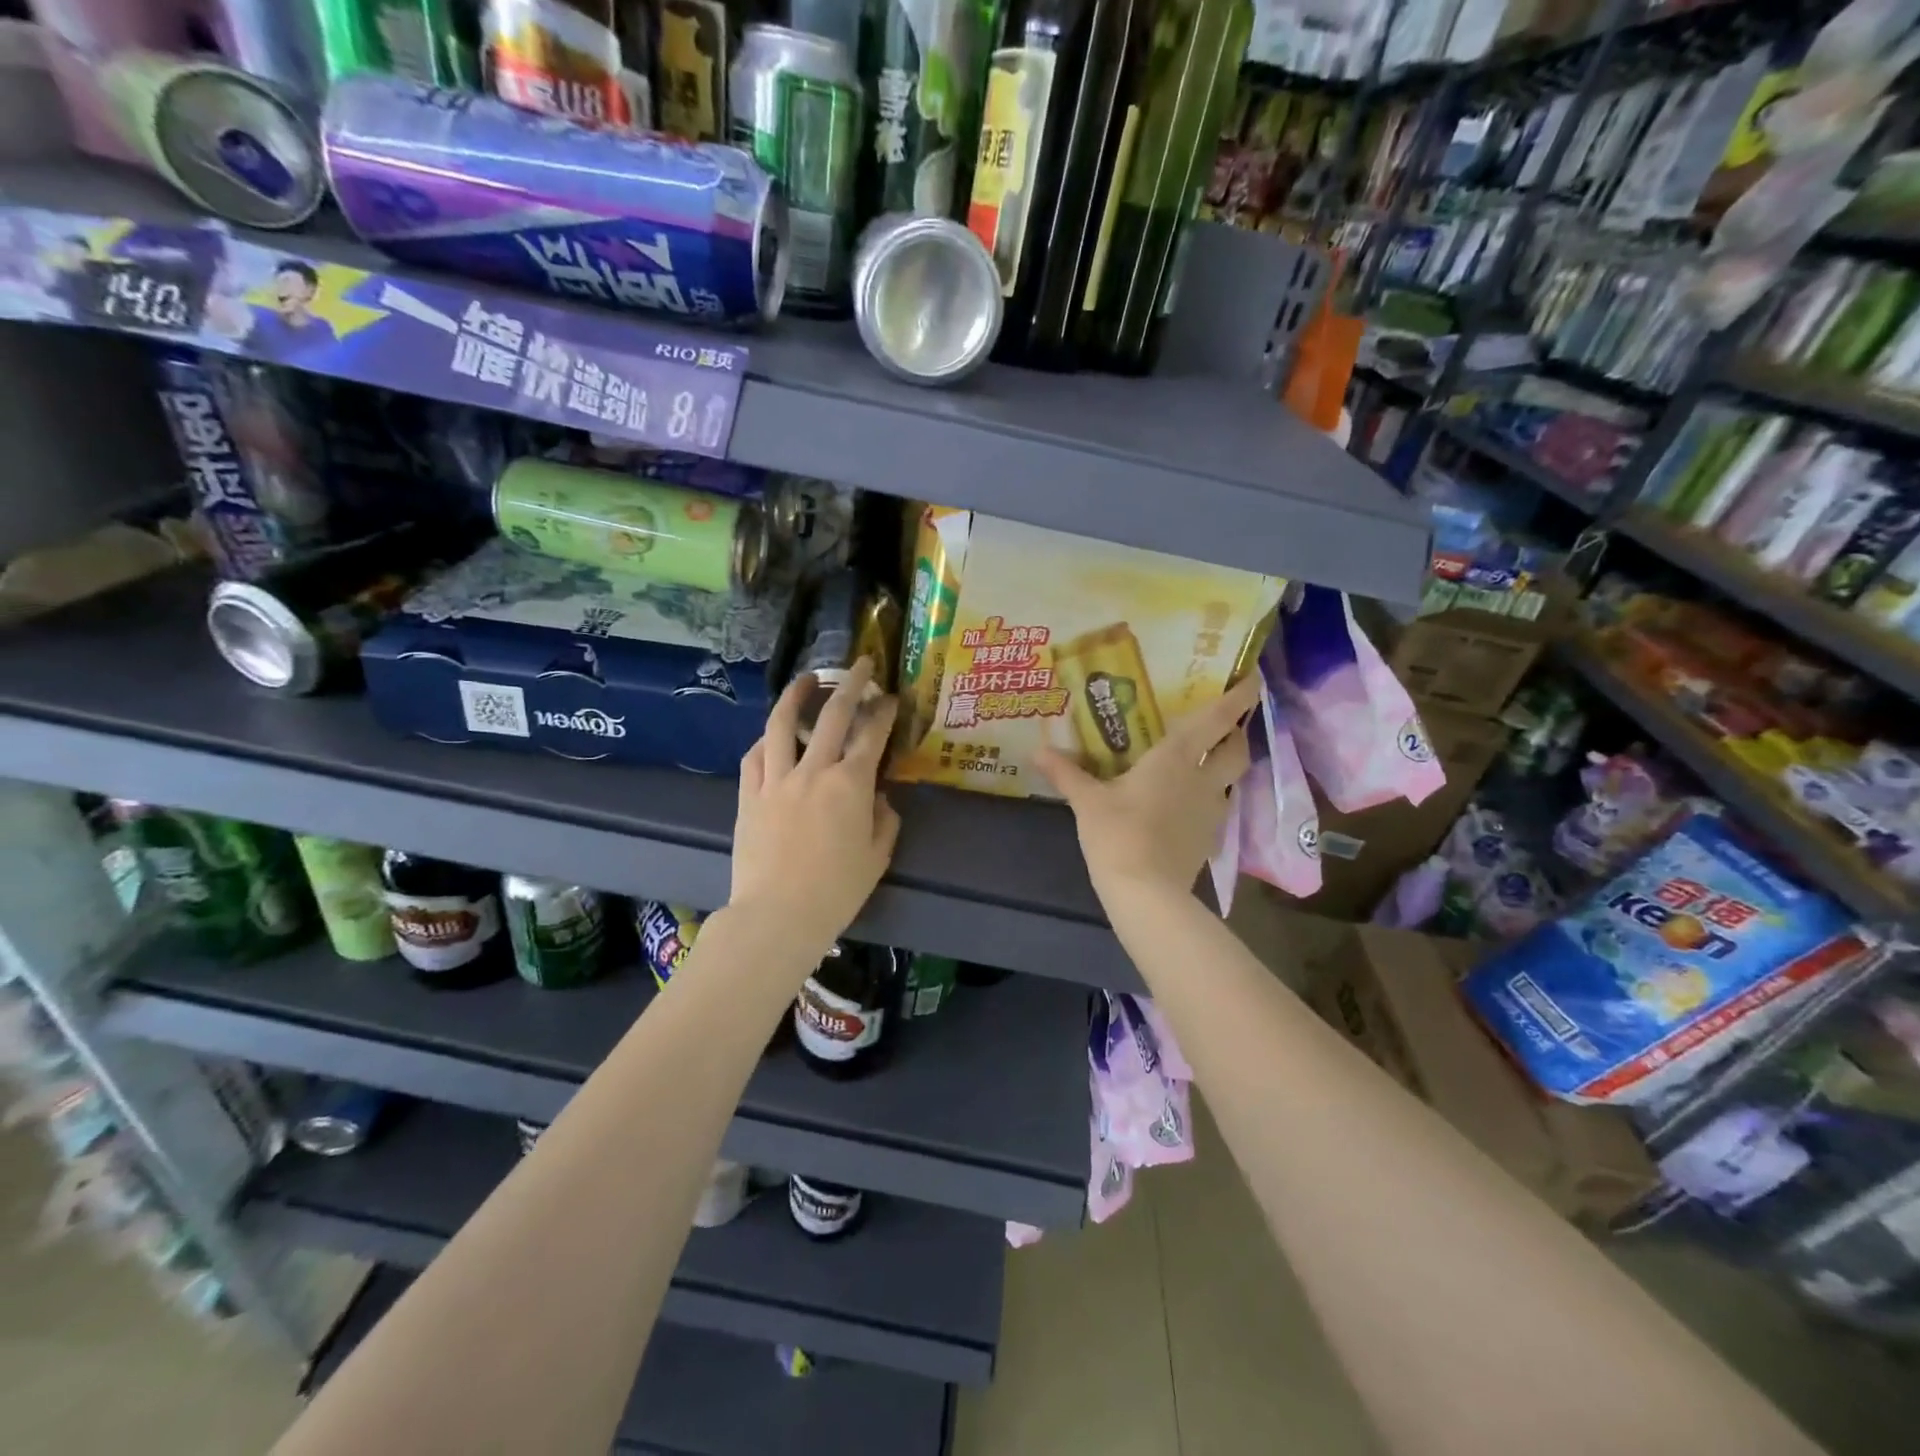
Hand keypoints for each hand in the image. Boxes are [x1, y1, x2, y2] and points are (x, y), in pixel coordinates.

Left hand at [730, 658, 900, 956]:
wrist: (778, 915)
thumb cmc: (836, 891)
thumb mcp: (876, 857)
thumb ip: (884, 821)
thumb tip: (879, 798)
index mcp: (850, 784)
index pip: (872, 735)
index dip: (884, 712)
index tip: (891, 697)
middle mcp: (813, 771)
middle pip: (832, 715)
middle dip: (849, 684)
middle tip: (859, 666)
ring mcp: (776, 780)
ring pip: (783, 725)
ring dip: (796, 696)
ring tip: (805, 679)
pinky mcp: (749, 796)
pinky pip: (755, 757)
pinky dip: (766, 740)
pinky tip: (772, 735)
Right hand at [1035, 673, 1257, 902]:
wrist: (1147, 892)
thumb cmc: (1118, 834)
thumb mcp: (1087, 801)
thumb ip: (1066, 773)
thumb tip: (1036, 751)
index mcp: (1176, 758)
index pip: (1217, 719)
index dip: (1239, 696)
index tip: (1252, 678)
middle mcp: (1202, 779)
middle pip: (1237, 749)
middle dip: (1236, 733)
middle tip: (1222, 725)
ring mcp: (1211, 811)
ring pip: (1230, 780)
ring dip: (1223, 766)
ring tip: (1202, 761)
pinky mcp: (1209, 839)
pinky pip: (1215, 807)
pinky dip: (1208, 798)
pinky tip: (1186, 803)